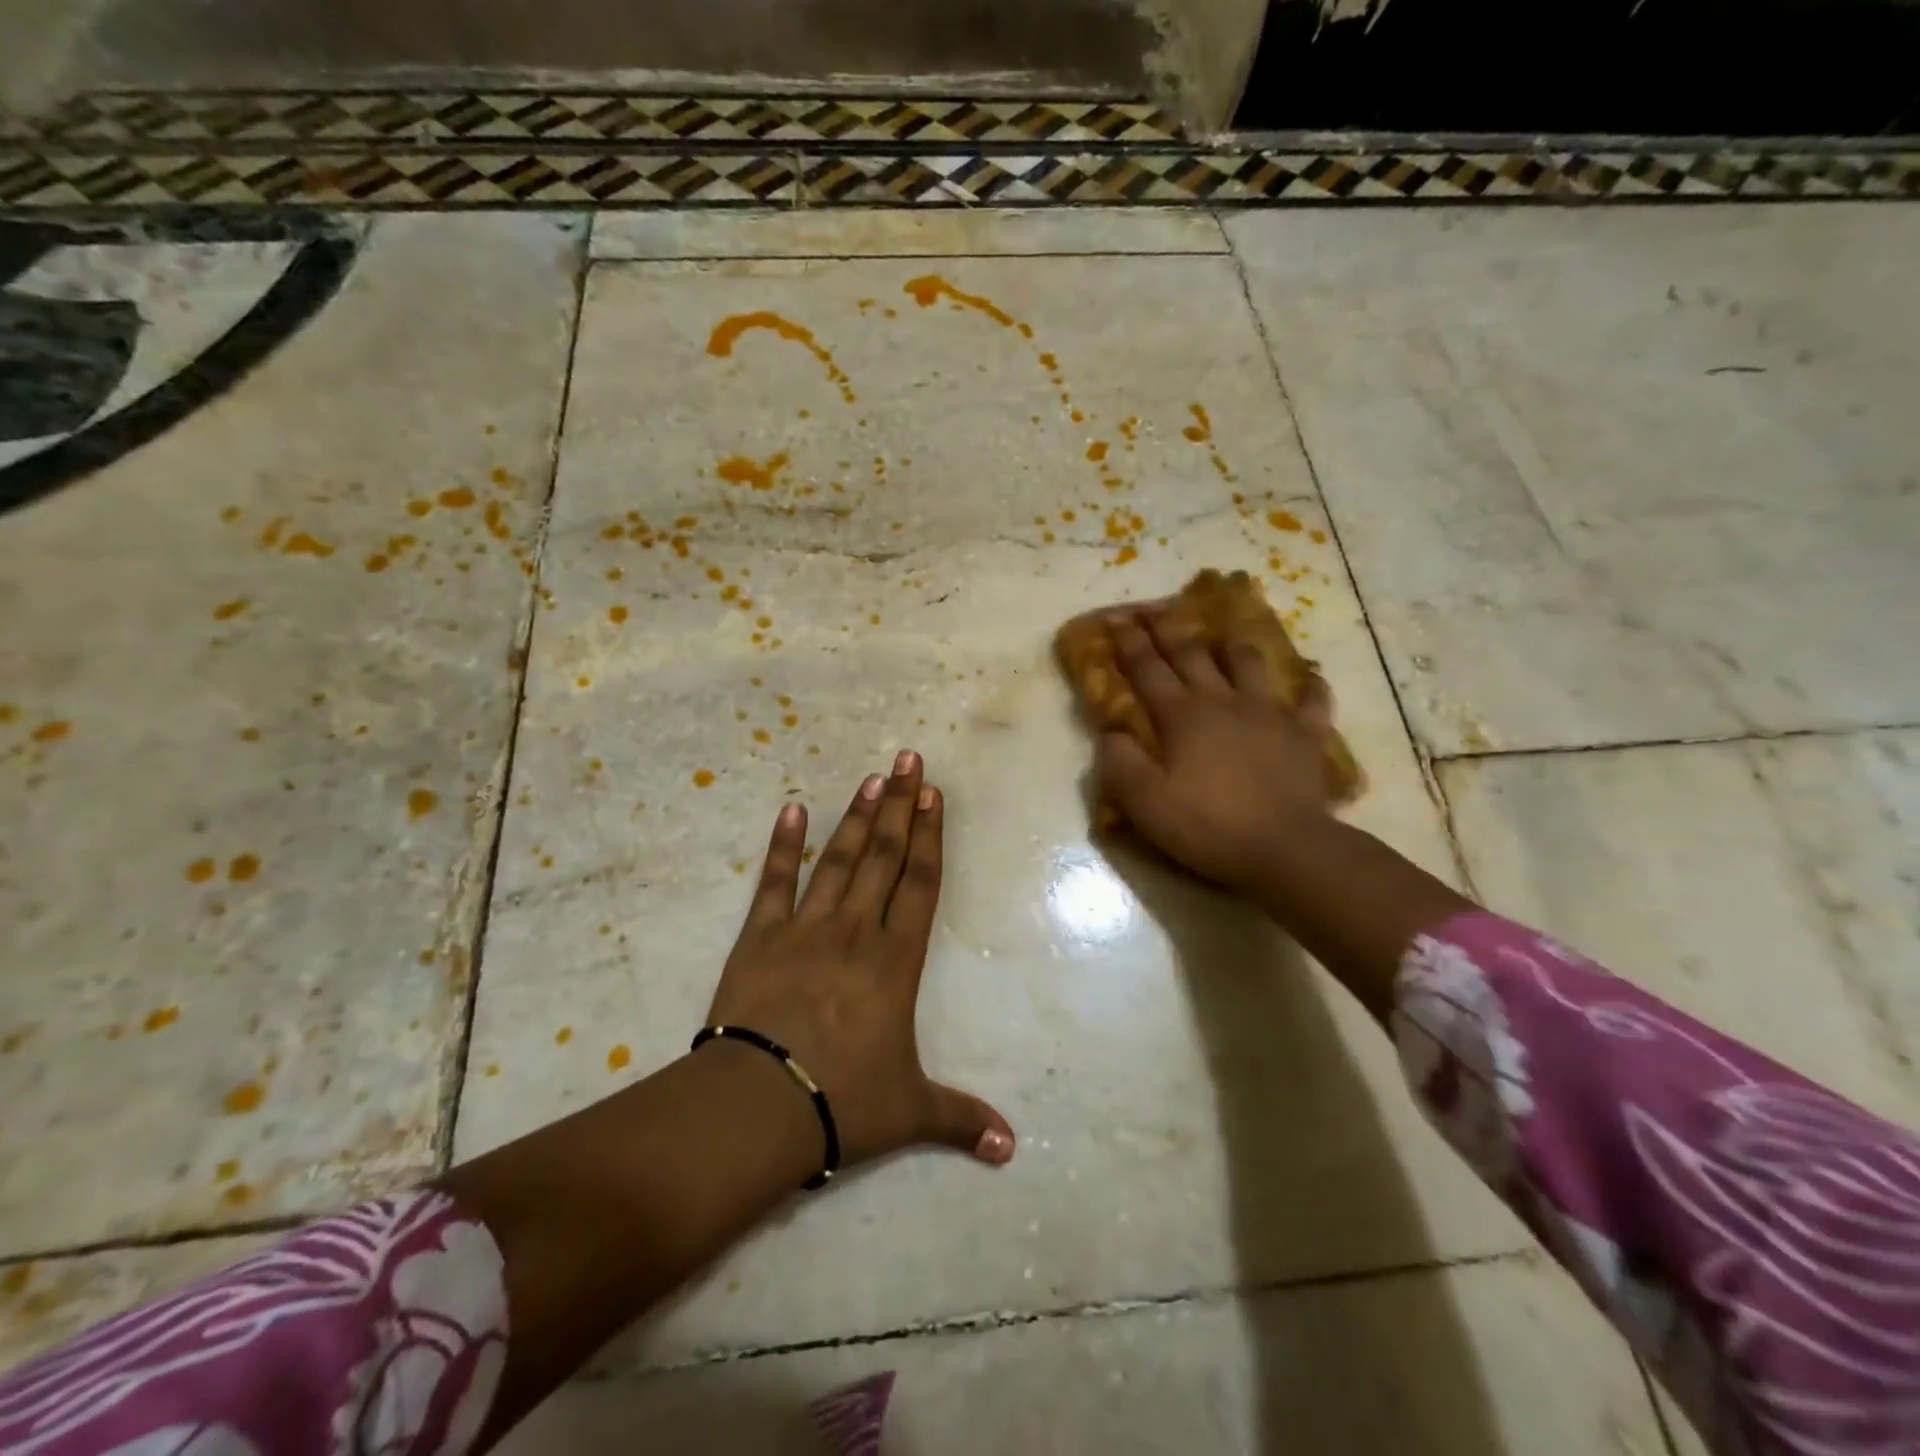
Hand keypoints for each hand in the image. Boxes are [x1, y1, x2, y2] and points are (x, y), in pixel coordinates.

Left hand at [704, 751, 1015, 1170]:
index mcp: (896, 961)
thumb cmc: (842, 1102)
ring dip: (857, 818)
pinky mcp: (760, 937)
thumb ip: (960, 1121)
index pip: (920, 884)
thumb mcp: (909, 1112)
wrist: (757, 1107)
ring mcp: (805, 928)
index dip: (930, 837)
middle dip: (900, 806)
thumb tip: (1012, 1150)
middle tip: (907, 760)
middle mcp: (856, 931)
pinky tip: (791, 810)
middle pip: (884, 857)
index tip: (934, 795)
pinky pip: (774, 883)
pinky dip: (783, 846)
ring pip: (839, 860)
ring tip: (871, 778)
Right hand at [1095, 610, 1340, 893]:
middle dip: (1169, 629)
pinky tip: (1309, 678)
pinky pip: (1313, 700)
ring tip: (1225, 636)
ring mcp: (1269, 713)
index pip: (1147, 669)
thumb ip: (1119, 763)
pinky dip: (1310, 686)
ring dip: (1232, 646)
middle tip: (1155, 609)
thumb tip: (1111, 732)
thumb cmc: (1207, 825)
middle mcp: (1223, 701)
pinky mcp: (1306, 733)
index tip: (1116, 619)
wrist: (1285, 848)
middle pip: (1193, 654)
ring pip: (1249, 664)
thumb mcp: (1144, 802)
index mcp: (1181, 716)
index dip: (1129, 643)